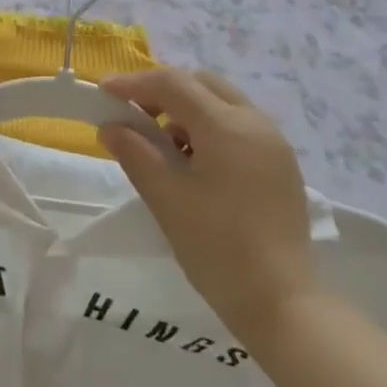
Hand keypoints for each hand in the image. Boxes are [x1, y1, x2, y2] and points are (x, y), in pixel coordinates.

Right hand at [100, 69, 318, 345]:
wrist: (282, 304)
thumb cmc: (217, 248)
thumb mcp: (166, 199)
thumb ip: (135, 153)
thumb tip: (111, 126)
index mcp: (226, 126)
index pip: (173, 84)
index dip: (134, 83)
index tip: (104, 92)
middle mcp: (255, 122)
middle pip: (201, 84)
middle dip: (164, 92)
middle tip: (135, 117)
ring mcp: (274, 142)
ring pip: (222, 103)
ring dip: (188, 111)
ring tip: (164, 148)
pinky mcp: (282, 164)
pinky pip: (240, 126)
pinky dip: (211, 129)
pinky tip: (196, 165)